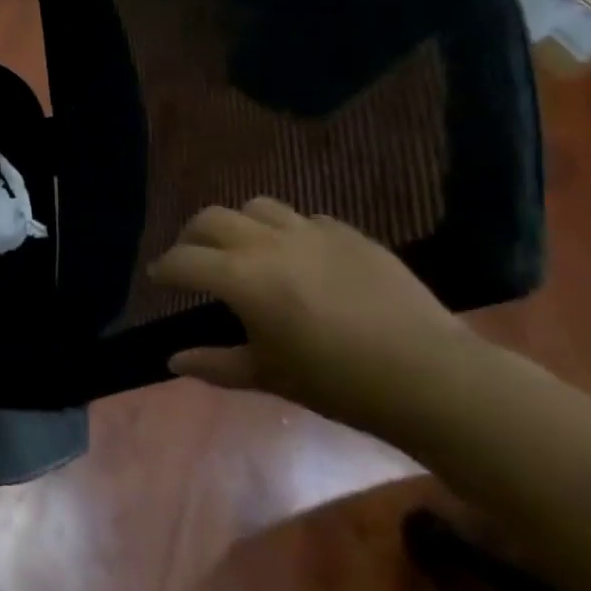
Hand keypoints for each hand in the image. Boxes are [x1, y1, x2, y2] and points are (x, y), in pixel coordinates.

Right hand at [149, 199, 470, 428]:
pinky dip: (289, 232)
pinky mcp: (350, 235)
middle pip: (211, 219)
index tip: (158, 278)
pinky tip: (300, 258)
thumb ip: (215, 364)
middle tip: (193, 259)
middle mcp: (268, 244)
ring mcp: (311, 233)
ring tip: (245, 249)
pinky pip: (305, 219)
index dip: (164, 269)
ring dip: (239, 225)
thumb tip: (172, 361)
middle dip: (192, 236)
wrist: (432, 376)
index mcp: (241, 279)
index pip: (183, 260)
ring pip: (257, 207)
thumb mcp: (268, 376)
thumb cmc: (338, 383)